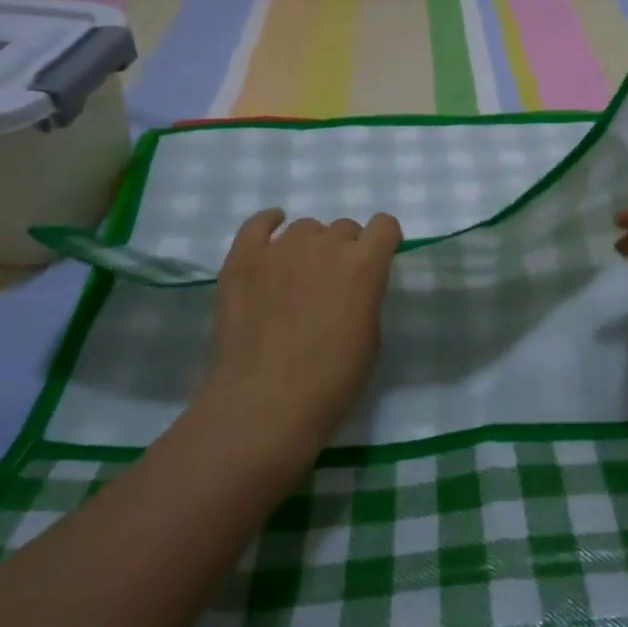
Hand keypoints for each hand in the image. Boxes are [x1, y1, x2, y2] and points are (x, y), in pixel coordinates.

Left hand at [201, 209, 402, 471]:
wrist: (266, 402)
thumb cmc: (331, 380)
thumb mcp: (370, 337)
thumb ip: (365, 297)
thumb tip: (351, 286)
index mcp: (364, 265)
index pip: (384, 226)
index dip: (384, 241)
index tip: (378, 259)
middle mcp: (325, 245)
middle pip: (343, 228)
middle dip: (345, 250)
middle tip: (333, 284)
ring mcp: (280, 248)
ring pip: (304, 228)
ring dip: (310, 245)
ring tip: (298, 276)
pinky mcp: (243, 258)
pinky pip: (257, 224)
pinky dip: (268, 224)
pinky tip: (271, 231)